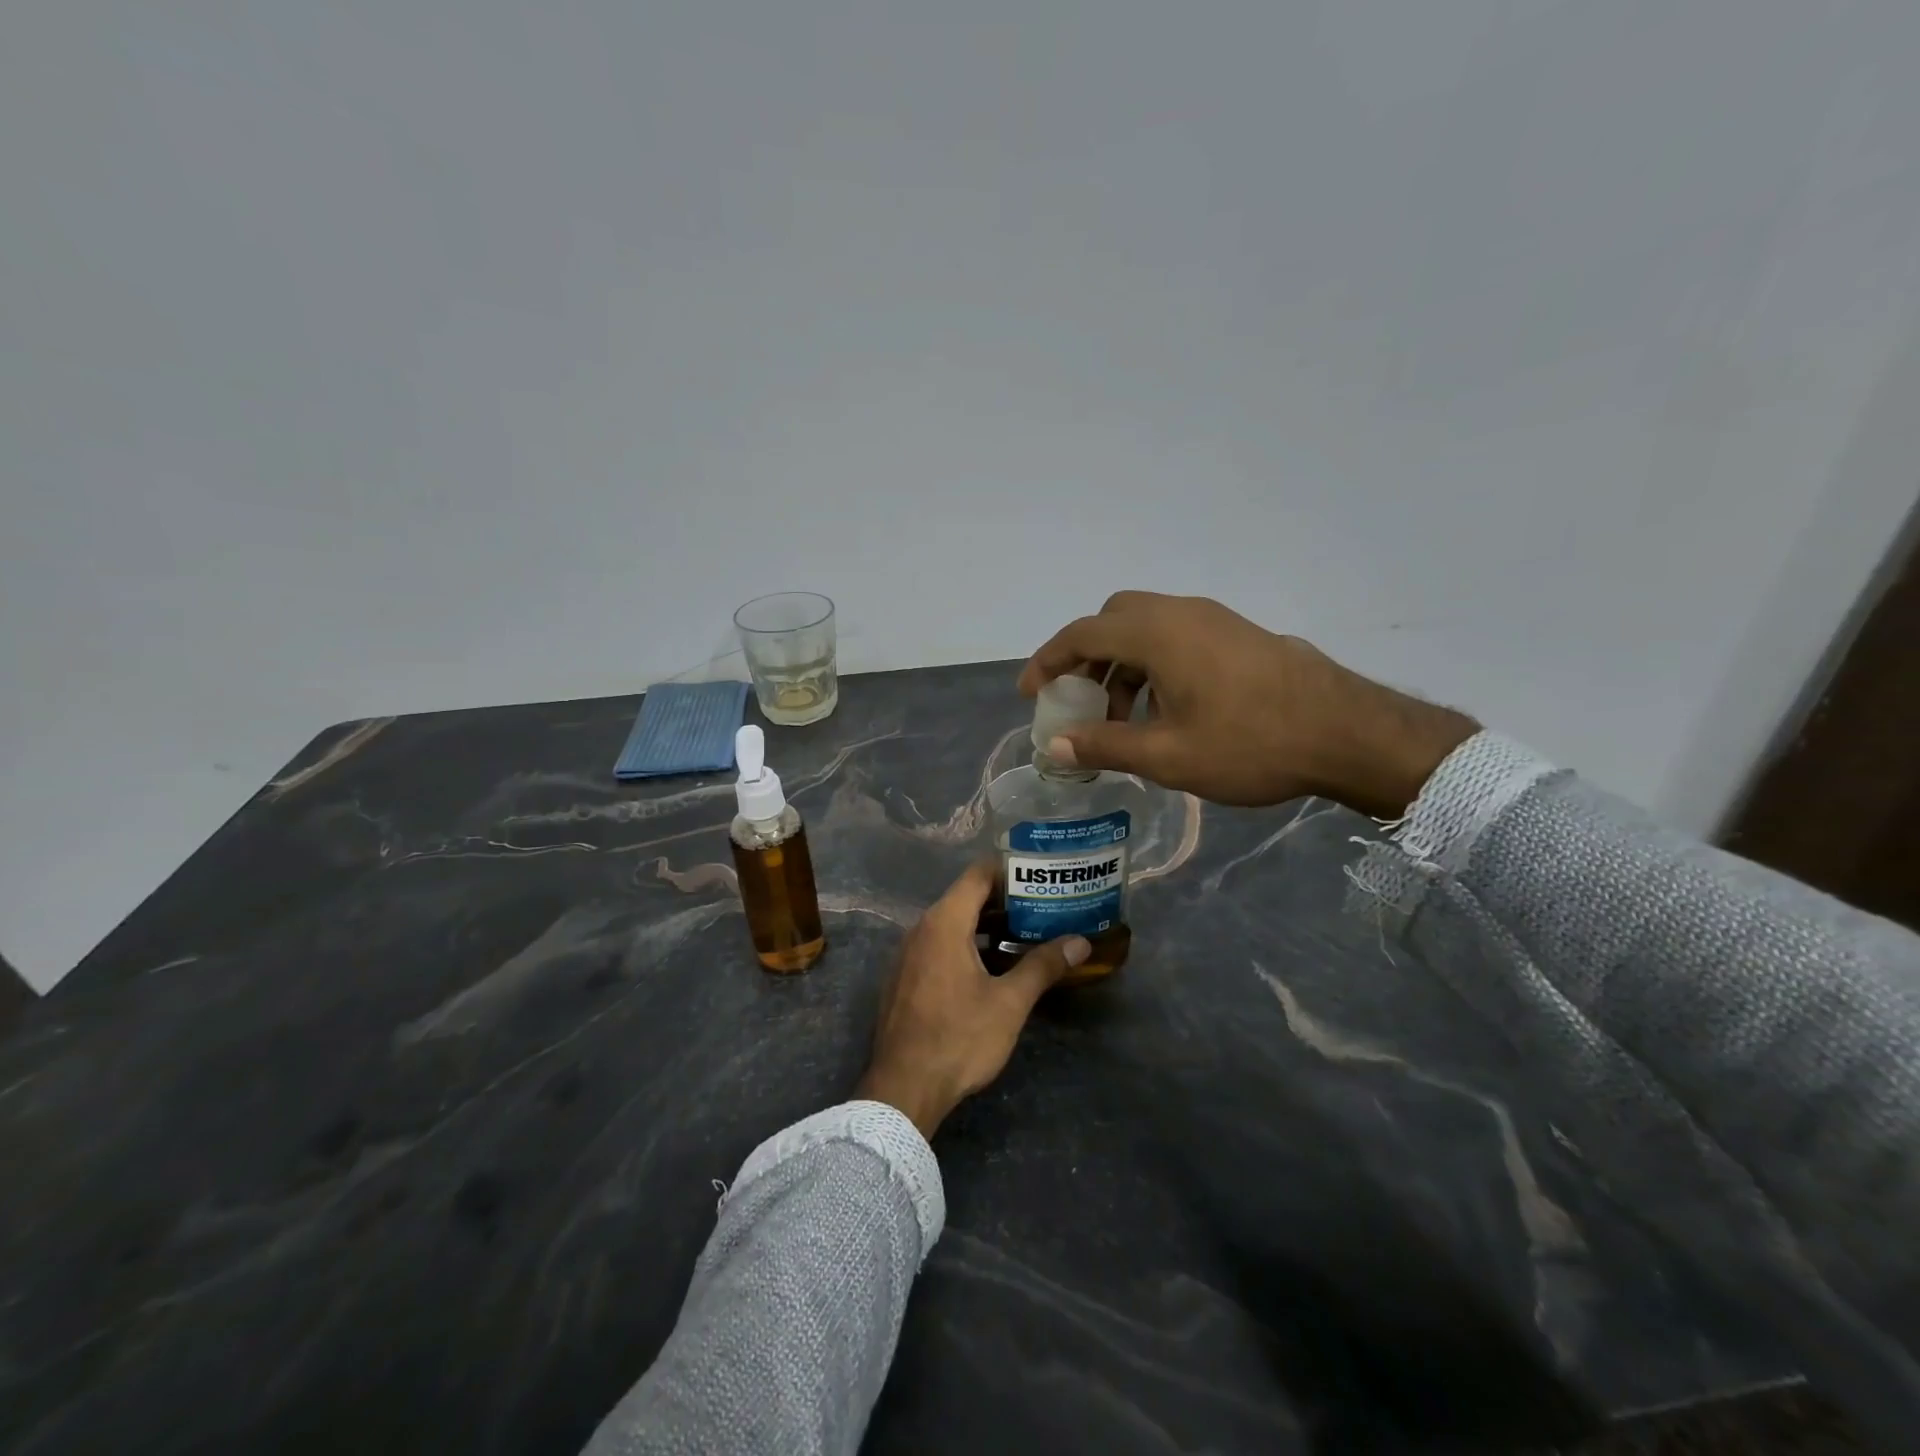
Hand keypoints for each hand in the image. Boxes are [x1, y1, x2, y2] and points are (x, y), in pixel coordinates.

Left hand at [855, 862, 1088, 1138]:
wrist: (903, 1089)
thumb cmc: (958, 1038)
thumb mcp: (1009, 1002)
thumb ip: (1043, 966)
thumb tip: (1080, 942)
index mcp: (944, 922)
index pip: (978, 875)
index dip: (1009, 869)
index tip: (1040, 873)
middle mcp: (921, 929)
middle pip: (965, 897)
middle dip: (1004, 900)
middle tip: (1043, 905)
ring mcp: (908, 954)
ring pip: (952, 924)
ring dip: (986, 925)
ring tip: (1025, 933)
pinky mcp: (904, 978)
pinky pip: (938, 946)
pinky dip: (966, 944)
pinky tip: (992, 966)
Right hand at [1017, 591, 1476, 818]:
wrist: (1348, 732)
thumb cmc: (1250, 744)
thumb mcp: (1167, 755)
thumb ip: (1105, 746)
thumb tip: (1057, 747)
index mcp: (1157, 633)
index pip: (1082, 634)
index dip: (1047, 661)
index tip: (1031, 693)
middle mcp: (1181, 613)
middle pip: (1112, 620)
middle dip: (1086, 659)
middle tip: (1079, 701)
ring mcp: (1214, 619)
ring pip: (1146, 628)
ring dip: (1121, 665)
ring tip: (1122, 719)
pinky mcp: (1238, 633)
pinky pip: (1176, 637)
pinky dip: (1152, 664)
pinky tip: (1165, 710)